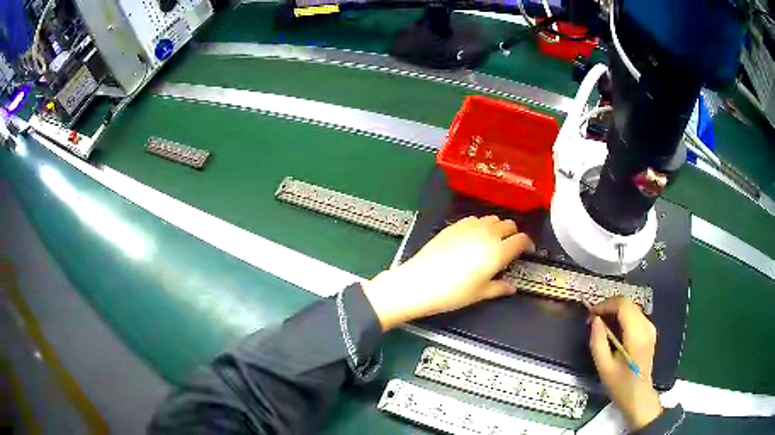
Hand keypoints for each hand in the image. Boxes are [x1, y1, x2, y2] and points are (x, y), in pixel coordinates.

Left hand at [362, 215, 533, 330]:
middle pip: (509, 225)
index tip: (527, 252)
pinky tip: (473, 237)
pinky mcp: (454, 225)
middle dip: (513, 234)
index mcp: (498, 252)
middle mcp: (487, 234)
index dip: (527, 244)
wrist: (419, 283)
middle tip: (509, 247)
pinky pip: (474, 219)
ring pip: (492, 218)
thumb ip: (499, 288)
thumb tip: (512, 287)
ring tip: (492, 241)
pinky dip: (480, 225)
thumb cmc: (453, 293)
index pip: (521, 240)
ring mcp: (469, 227)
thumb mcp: (480, 294)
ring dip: (497, 227)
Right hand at [589, 297, 662, 430]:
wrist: (638, 395)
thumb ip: (598, 342)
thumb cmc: (619, 384)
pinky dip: (622, 316)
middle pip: (628, 304)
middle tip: (593, 319)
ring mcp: (650, 328)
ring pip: (631, 308)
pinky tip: (613, 328)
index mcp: (636, 335)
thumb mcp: (604, 367)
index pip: (623, 306)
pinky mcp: (650, 331)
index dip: (606, 305)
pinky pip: (635, 315)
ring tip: (601, 323)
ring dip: (615, 311)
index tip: (591, 313)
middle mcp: (646, 326)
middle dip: (609, 306)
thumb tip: (594, 320)